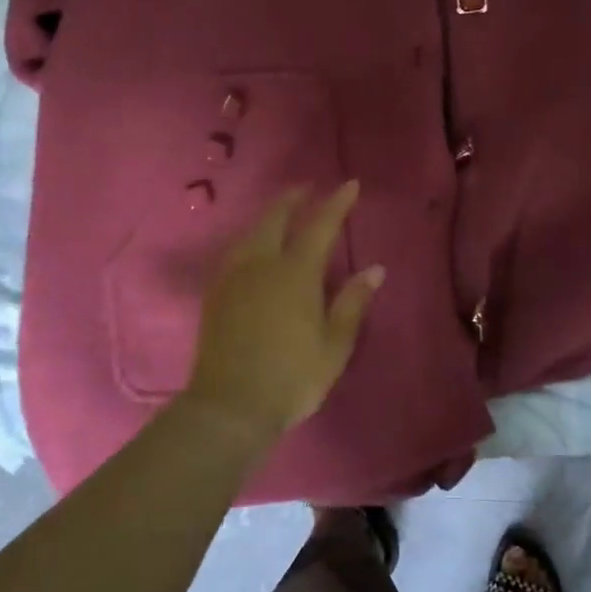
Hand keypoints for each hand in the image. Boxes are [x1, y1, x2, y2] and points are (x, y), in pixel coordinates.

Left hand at [178, 182, 384, 448]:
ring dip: (269, 215)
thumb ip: (352, 302)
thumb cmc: (292, 377)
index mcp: (296, 273)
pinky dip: (250, 237)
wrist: (229, 406)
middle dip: (294, 199)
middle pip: (276, 218)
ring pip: (251, 231)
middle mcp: (262, 264)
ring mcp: (233, 277)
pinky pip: (235, 250)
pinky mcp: (215, 293)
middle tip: (307, 189)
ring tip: (281, 213)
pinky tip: (253, 246)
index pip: (320, 225)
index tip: (350, 185)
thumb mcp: (334, 345)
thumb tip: (375, 269)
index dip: (336, 203)